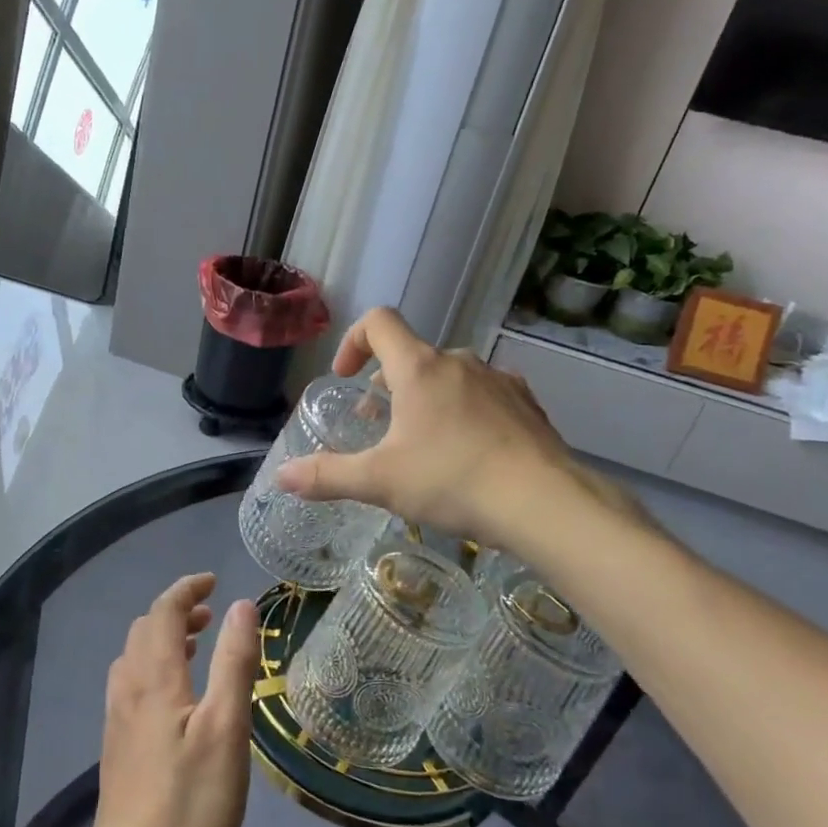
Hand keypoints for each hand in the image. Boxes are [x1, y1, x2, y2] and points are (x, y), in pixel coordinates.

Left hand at [84, 574, 259, 826]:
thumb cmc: (190, 804)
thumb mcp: (227, 730)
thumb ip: (234, 663)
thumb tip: (241, 606)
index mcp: (154, 678)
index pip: (163, 612)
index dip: (187, 590)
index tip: (214, 581)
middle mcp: (128, 690)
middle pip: (145, 630)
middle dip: (177, 612)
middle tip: (213, 616)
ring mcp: (117, 721)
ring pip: (135, 658)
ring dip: (164, 640)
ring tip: (198, 647)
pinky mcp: (117, 749)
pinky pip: (132, 685)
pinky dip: (156, 668)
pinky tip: (178, 699)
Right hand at [275, 307, 646, 553]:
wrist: (546, 504)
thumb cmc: (453, 481)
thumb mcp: (380, 482)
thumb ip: (327, 476)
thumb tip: (281, 477)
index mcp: (420, 368)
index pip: (379, 322)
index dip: (353, 340)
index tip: (344, 377)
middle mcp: (460, 363)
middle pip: (412, 356)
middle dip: (387, 384)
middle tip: (377, 426)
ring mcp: (499, 381)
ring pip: (449, 377)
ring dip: (426, 399)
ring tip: (422, 445)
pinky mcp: (527, 405)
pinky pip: (484, 396)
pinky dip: (464, 413)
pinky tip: (468, 454)